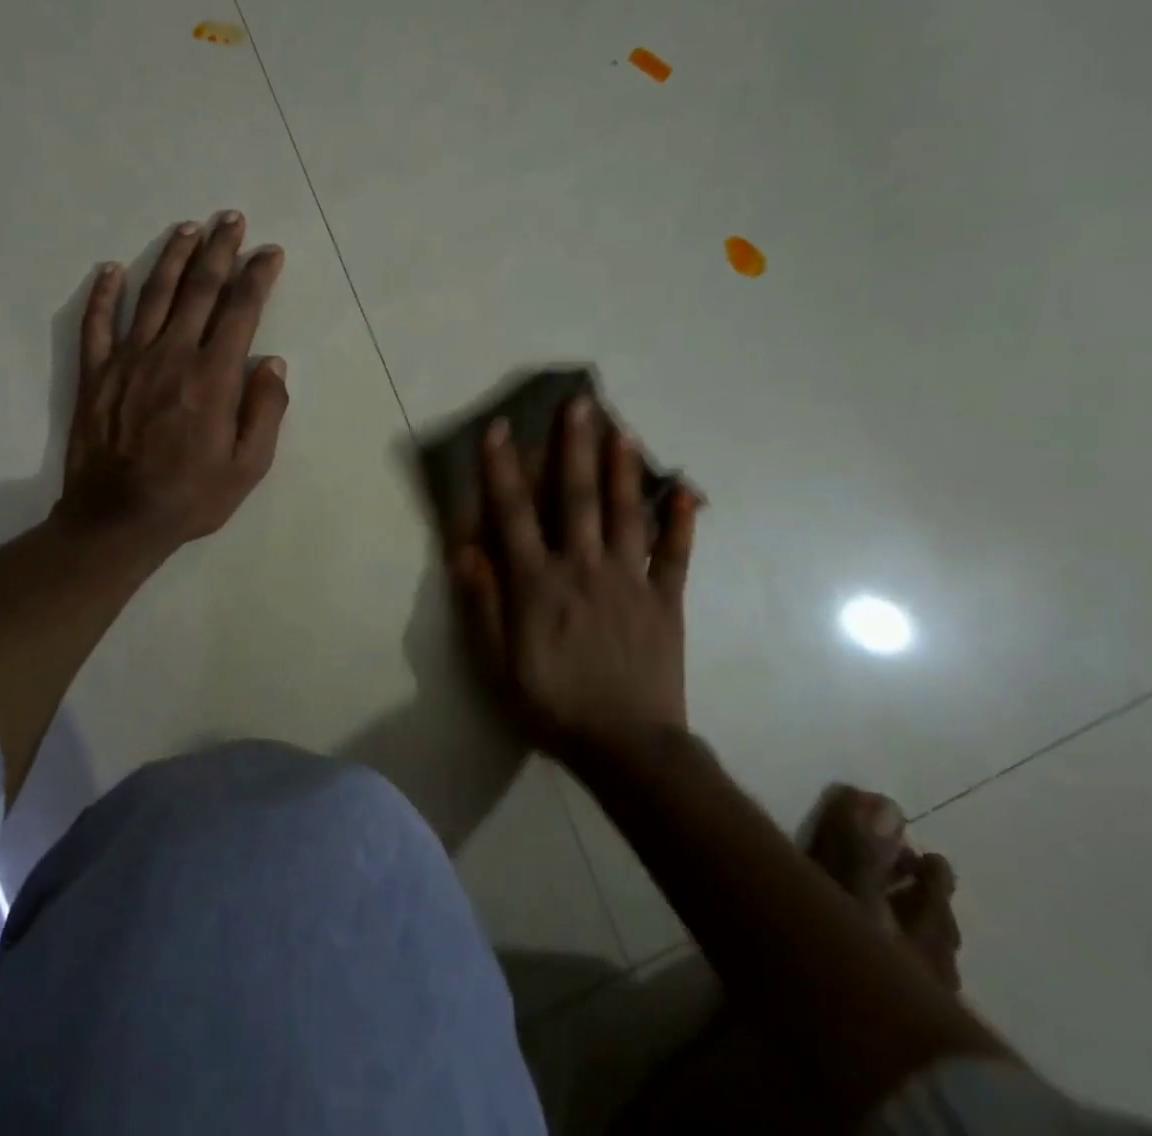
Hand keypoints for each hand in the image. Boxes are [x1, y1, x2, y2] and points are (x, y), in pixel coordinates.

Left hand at [56, 212, 288, 557]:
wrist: (118, 520)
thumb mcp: (249, 466)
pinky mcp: (96, 374)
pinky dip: (104, 293)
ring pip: (153, 295)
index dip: (257, 276)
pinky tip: (113, 268)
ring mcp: (129, 360)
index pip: (241, 310)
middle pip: (199, 289)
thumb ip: (266, 411)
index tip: (269, 252)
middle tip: (231, 219)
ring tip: (188, 228)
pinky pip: (97, 323)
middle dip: (219, 249)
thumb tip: (273, 362)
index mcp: (214, 376)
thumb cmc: (191, 497)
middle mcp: (172, 355)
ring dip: (172, 258)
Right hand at [450, 396, 699, 757]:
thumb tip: (465, 549)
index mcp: (538, 583)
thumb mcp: (497, 663)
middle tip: (580, 402)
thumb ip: (483, 603)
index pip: (514, 514)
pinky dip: (683, 520)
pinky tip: (687, 488)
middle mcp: (583, 568)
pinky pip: (676, 554)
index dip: (503, 469)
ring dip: (624, 468)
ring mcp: (630, 580)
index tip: (500, 428)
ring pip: (627, 513)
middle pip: (577, 497)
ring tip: (624, 428)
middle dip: (574, 447)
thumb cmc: (552, 704)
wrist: (627, 748)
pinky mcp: (666, 599)